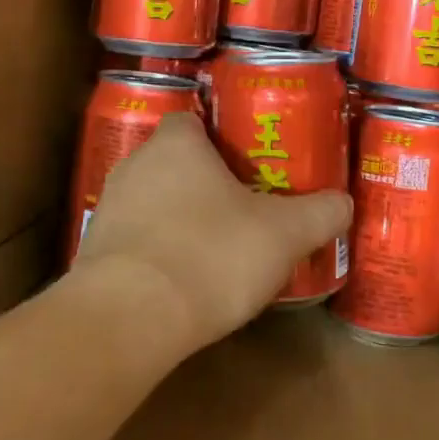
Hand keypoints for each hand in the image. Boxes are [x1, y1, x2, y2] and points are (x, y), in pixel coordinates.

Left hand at [72, 114, 352, 354]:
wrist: (129, 320)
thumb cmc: (211, 254)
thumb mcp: (284, 234)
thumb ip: (319, 213)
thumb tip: (344, 203)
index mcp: (176, 144)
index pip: (193, 119)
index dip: (220, 136)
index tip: (248, 161)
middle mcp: (135, 164)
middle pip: (174, 161)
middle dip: (205, 180)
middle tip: (243, 204)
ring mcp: (108, 208)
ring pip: (153, 201)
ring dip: (179, 217)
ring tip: (216, 246)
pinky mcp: (94, 253)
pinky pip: (135, 240)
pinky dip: (158, 252)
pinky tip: (184, 280)